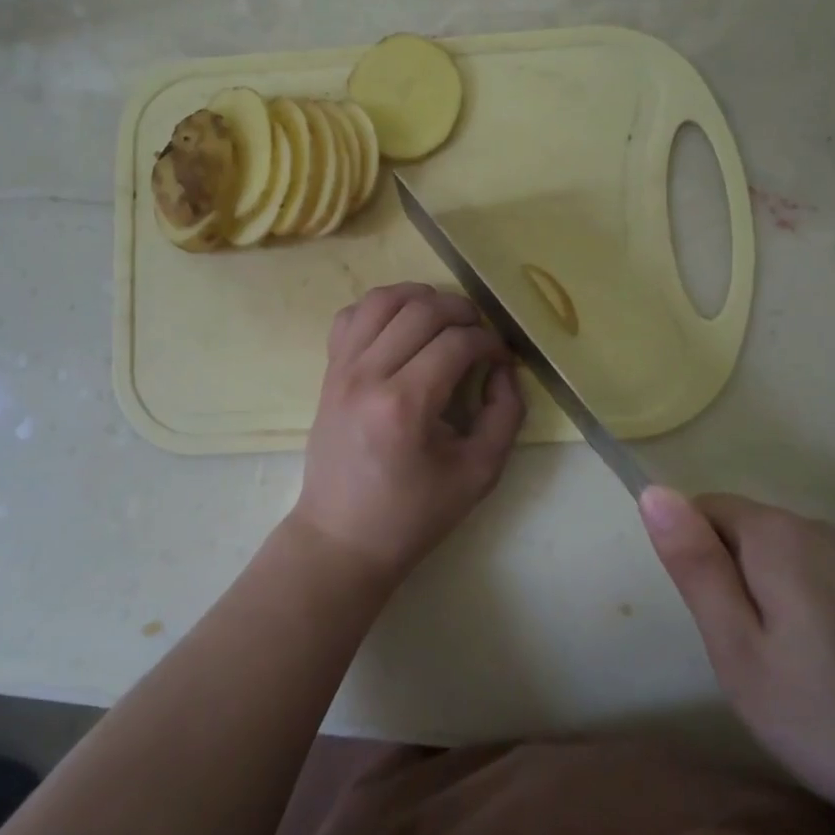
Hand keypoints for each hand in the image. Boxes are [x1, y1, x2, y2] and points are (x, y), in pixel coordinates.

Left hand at [292, 283, 525, 587]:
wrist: (342, 536)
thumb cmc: (413, 514)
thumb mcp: (478, 473)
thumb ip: (505, 414)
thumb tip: (503, 367)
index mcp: (405, 405)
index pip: (457, 343)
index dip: (489, 342)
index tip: (501, 358)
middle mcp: (368, 375)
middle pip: (421, 310)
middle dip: (462, 311)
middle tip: (480, 334)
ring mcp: (342, 369)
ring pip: (382, 299)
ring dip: (421, 297)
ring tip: (444, 319)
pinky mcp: (329, 371)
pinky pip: (351, 316)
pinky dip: (380, 307)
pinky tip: (401, 326)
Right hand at [639, 486, 834, 834]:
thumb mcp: (740, 650)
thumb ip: (694, 565)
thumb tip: (653, 491)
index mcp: (774, 533)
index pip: (699, 508)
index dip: (695, 562)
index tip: (718, 622)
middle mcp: (813, 525)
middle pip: (737, 530)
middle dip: (727, 580)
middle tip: (749, 655)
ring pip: (773, 555)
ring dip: (761, 597)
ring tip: (787, 668)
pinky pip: (809, 575)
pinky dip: (798, 608)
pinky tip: (827, 668)